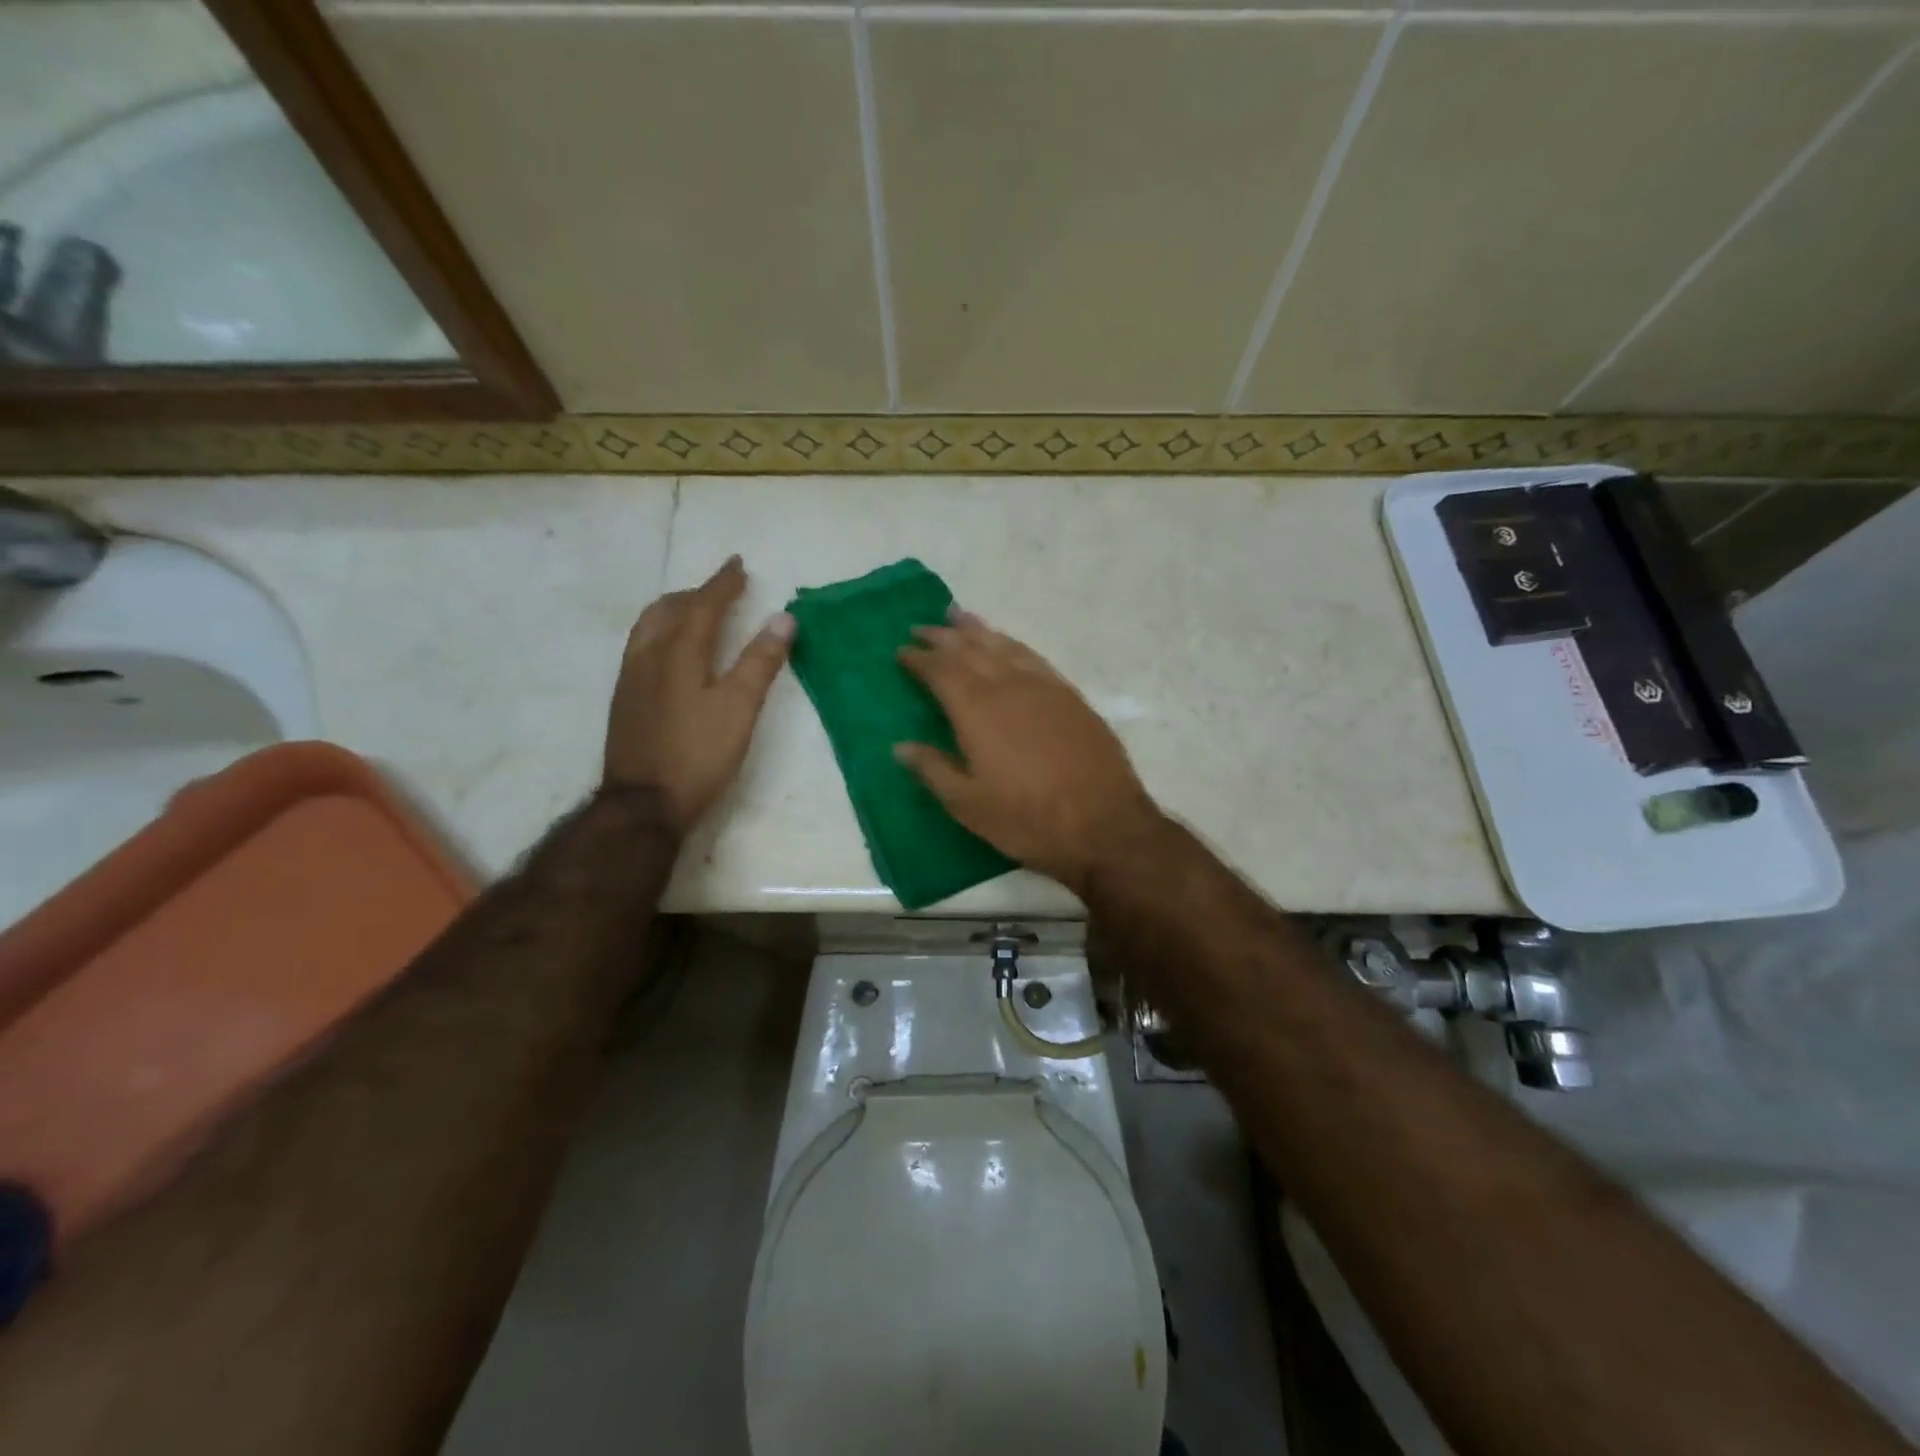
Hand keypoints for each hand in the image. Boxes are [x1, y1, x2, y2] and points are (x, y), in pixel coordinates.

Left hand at [603, 556, 793, 834]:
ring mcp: (631, 679)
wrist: (643, 804)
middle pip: (669, 610)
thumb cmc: (699, 755)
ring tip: (692, 612)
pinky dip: (660, 632)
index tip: (737, 564)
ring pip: (649, 627)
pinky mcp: (624, 700)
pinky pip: (640, 647)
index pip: (702, 606)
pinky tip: (669, 653)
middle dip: (696, 593)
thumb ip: (760, 662)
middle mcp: (649, 657)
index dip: (722, 584)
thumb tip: (784, 618)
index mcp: (679, 654)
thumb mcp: (740, 709)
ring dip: (673, 610)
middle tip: (719, 589)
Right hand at [895, 612, 1164, 896]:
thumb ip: (933, 770)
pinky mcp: (1071, 697)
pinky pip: (1034, 658)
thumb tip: (900, 746)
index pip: (941, 672)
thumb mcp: (969, 805)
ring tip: (959, 617)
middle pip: (970, 650)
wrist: (1104, 824)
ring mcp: (1044, 688)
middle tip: (922, 627)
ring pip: (1004, 647)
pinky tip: (1009, 646)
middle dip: (944, 637)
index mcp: (977, 711)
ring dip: (979, 631)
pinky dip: (1013, 645)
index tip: (902, 650)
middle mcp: (1009, 687)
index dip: (919, 659)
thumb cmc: (1027, 819)